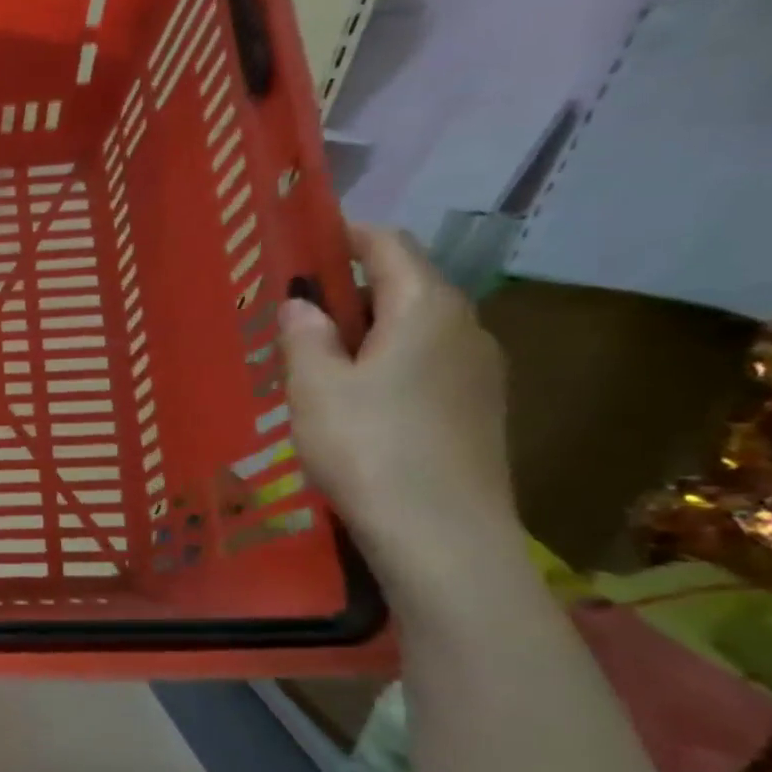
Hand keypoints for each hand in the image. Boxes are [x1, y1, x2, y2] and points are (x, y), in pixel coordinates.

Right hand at [279, 225, 517, 569]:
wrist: (441, 536)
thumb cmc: (368, 447)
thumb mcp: (315, 386)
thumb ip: (304, 335)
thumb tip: (301, 303)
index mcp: (426, 308)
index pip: (389, 246)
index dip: (345, 236)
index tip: (302, 242)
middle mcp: (464, 327)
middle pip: (404, 285)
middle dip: (348, 290)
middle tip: (292, 312)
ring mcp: (478, 371)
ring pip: (414, 329)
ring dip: (365, 331)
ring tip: (313, 359)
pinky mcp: (477, 410)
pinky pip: (425, 364)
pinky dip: (385, 363)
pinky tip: (352, 400)